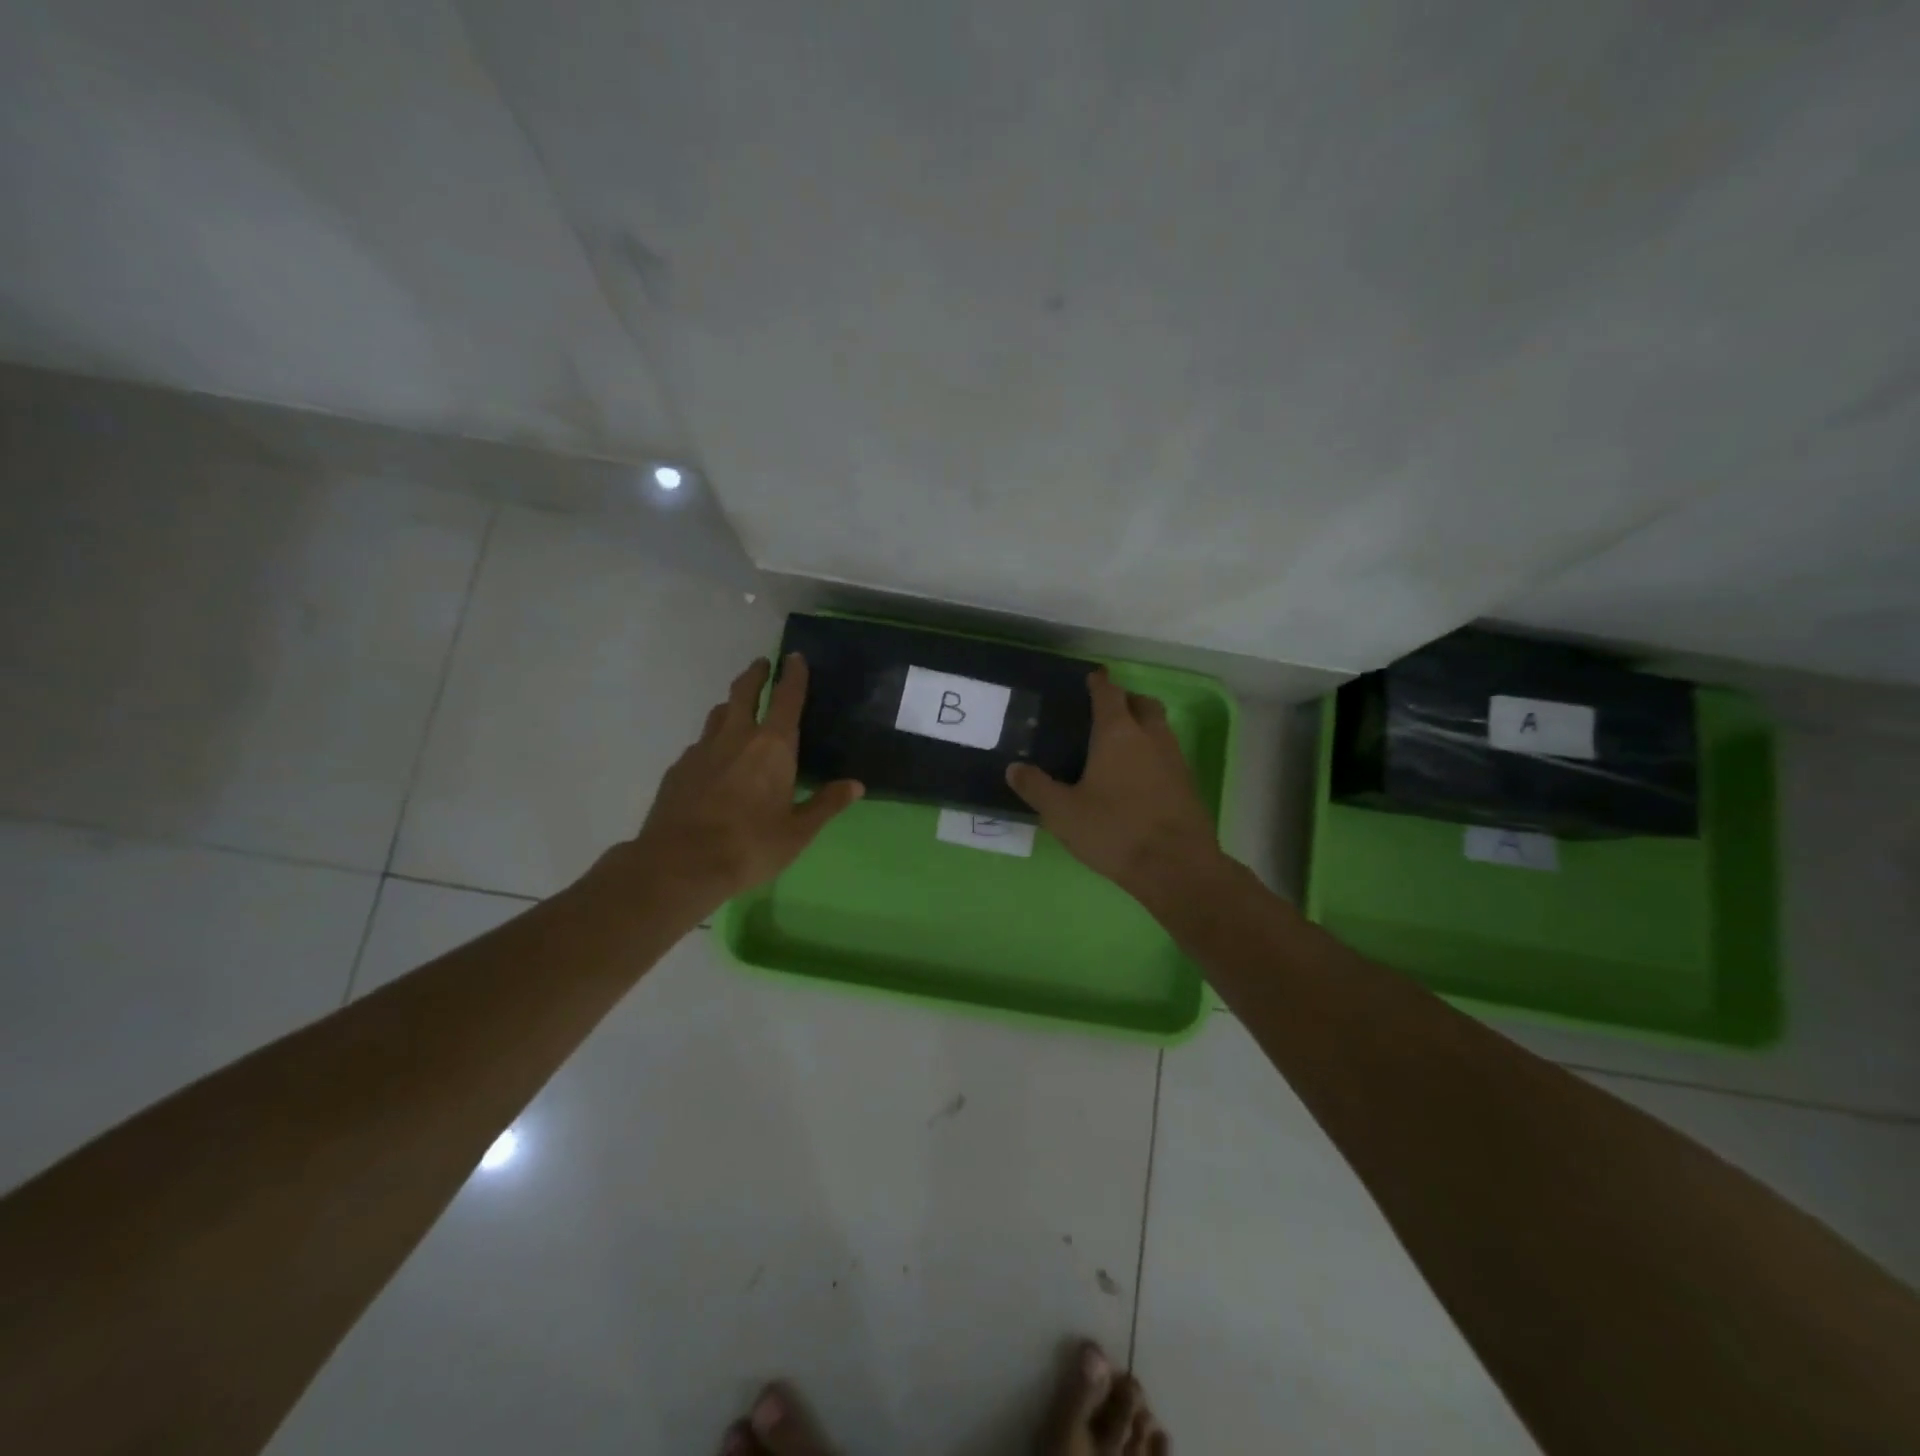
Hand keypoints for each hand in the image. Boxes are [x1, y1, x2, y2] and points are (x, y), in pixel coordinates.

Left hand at [617, 654, 862, 917]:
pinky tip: (714, 759)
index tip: (794, 656)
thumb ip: (826, 804)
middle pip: (744, 693)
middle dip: (755, 675)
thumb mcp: (798, 832)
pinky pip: (700, 743)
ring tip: (738, 708)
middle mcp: (736, 737)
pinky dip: (712, 740)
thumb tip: (856, 785)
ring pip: (718, 714)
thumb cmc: (750, 846)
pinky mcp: (679, 768)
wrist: (680, 864)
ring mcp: (702, 750)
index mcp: (772, 747)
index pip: (786, 699)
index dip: (793, 675)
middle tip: (762, 665)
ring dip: (731, 704)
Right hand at [1005, 667, 1224, 907]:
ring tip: (1120, 745)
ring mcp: (1175, 759)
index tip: (1093, 677)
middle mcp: (1150, 737)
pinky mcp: (1188, 785)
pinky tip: (1138, 778)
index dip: (1099, 683)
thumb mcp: (1062, 813)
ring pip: (1160, 729)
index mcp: (1117, 733)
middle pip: (1142, 704)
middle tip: (1107, 711)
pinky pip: (1169, 755)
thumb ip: (1035, 787)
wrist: (1175, 867)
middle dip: (1126, 700)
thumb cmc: (1114, 830)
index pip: (1109, 694)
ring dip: (1143, 726)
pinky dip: (1153, 754)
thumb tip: (1013, 768)